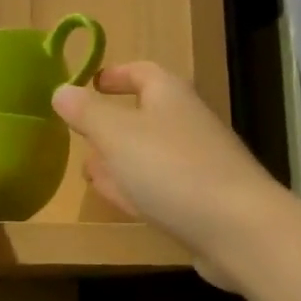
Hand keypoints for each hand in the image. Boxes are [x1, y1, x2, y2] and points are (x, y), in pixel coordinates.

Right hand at [53, 62, 284, 289]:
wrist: (239, 229)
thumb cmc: (171, 169)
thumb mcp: (117, 134)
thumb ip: (86, 112)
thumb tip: (60, 90)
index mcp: (169, 95)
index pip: (141, 71)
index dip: (114, 75)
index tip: (89, 84)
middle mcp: (186, 123)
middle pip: (145, 114)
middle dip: (111, 123)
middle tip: (80, 133)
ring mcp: (197, 164)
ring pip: (150, 153)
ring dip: (120, 159)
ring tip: (89, 170)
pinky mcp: (201, 201)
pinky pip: (160, 187)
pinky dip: (136, 188)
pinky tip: (120, 200)